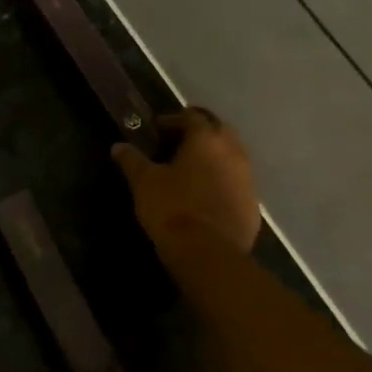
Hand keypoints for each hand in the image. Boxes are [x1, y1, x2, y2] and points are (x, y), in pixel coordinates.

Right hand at [111, 107, 259, 253]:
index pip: (193, 116)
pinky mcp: (252, 205)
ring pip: (233, 156)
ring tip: (192, 169)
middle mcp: (233, 153)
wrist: (208, 254)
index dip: (174, 119)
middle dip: (200, 132)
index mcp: (206, 140)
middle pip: (220, 130)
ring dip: (215, 156)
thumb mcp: (144, 182)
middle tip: (178, 143)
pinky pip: (237, 183)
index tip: (157, 129)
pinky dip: (223, 181)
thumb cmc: (172, 209)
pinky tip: (207, 195)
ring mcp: (247, 180)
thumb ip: (132, 161)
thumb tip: (118, 146)